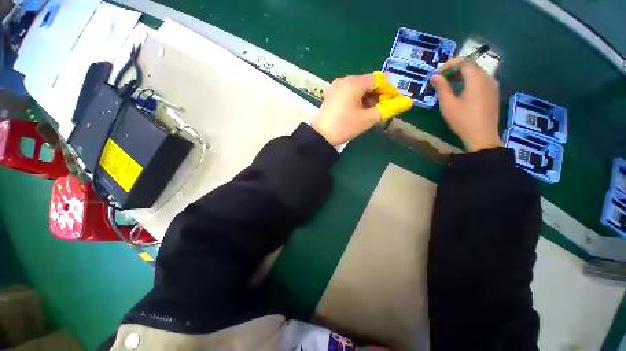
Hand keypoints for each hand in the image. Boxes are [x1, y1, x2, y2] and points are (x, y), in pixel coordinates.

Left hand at [311, 73, 411, 145]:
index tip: (395, 102)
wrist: (320, 136)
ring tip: (371, 112)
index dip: (389, 90)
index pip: (378, 80)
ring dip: (368, 98)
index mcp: (354, 83)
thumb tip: (407, 102)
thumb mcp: (367, 119)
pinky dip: (357, 100)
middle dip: (378, 95)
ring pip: (358, 88)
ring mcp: (336, 87)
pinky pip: (349, 93)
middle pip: (367, 83)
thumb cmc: (344, 126)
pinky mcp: (331, 95)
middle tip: (383, 109)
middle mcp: (344, 80)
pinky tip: (359, 110)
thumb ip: (387, 109)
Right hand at [430, 59, 502, 151]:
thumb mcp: (448, 104)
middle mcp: (487, 77)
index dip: (448, 65)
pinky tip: (462, 91)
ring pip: (476, 72)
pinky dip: (469, 81)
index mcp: (476, 78)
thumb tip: (434, 76)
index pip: (463, 61)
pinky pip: (481, 80)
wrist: (482, 136)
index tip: (437, 74)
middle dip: (454, 69)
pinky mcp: (494, 92)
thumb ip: (441, 87)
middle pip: (471, 65)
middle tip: (441, 79)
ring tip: (449, 85)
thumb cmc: (462, 120)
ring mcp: (493, 84)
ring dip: (462, 75)